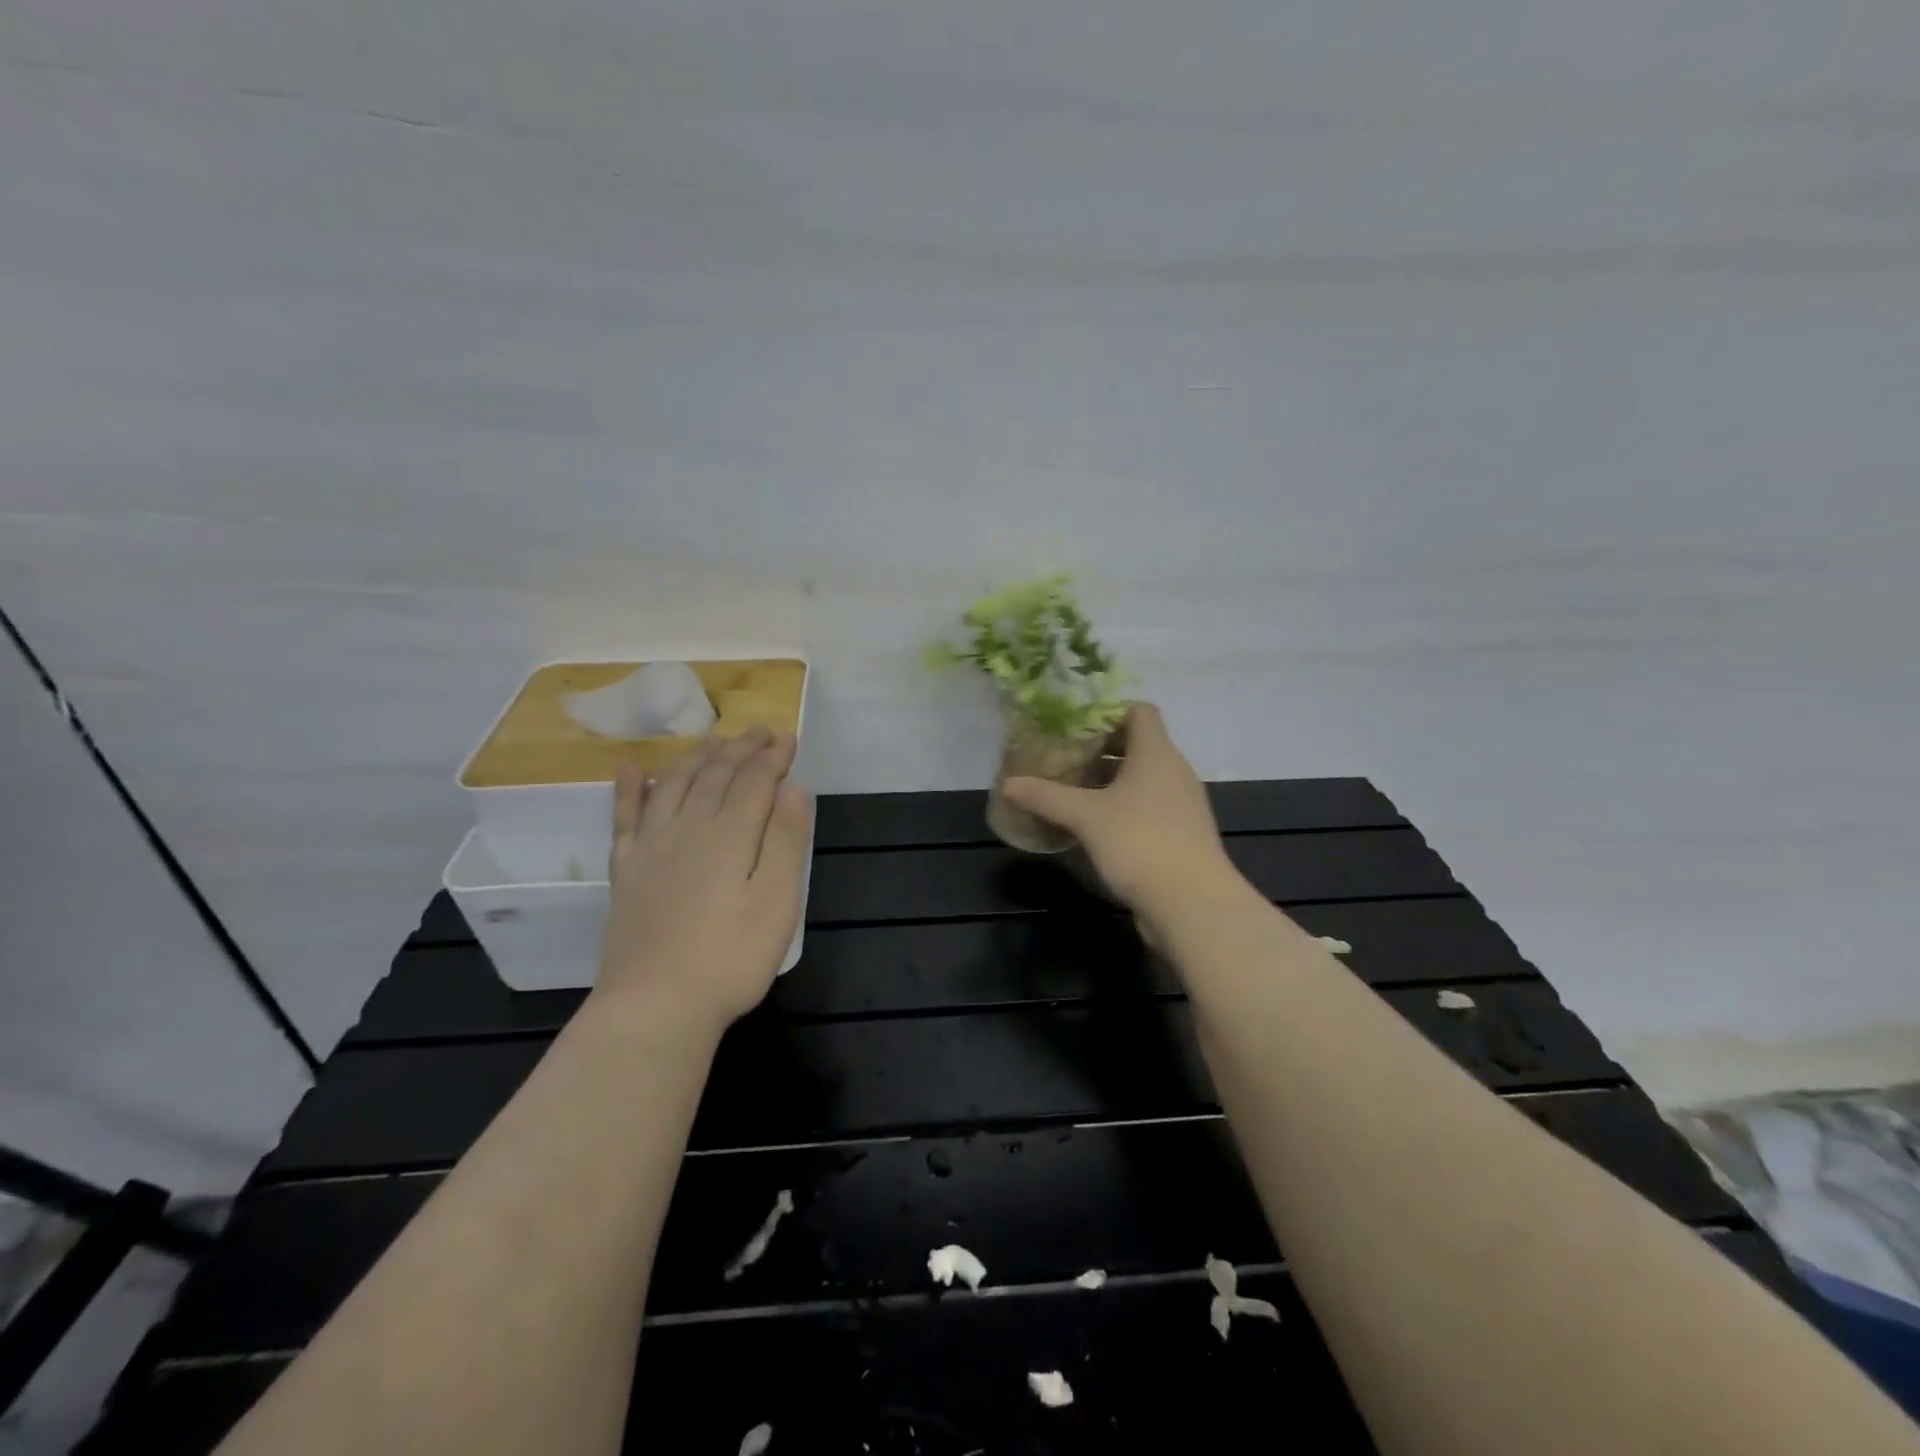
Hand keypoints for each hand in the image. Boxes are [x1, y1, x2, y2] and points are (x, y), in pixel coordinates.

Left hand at [594, 725, 812, 1034]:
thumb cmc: (730, 958)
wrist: (655, 1005)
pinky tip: (629, 766)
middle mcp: (689, 827)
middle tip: (758, 730)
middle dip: (740, 749)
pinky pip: (625, 815)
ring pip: (673, 784)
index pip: (755, 781)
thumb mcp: (777, 902)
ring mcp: (652, 846)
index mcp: (730, 834)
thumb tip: (794, 788)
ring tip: (712, 740)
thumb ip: (785, 840)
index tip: (789, 739)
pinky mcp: (627, 869)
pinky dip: (628, 786)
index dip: (774, 757)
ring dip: (696, 757)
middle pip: (715, 774)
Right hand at [1001, 704, 1242, 935]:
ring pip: (1142, 778)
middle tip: (1064, 756)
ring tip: (1072, 789)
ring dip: (1109, 780)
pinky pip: (1148, 806)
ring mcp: (1181, 804)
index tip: (1075, 724)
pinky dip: (1122, 806)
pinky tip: (1094, 824)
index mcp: (1157, 753)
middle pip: (1138, 744)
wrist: (1192, 904)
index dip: (1109, 711)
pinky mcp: (1180, 834)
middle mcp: (1174, 772)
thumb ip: (1046, 796)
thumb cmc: (1140, 842)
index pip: (1140, 711)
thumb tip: (1007, 784)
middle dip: (1100, 748)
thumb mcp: (1085, 816)